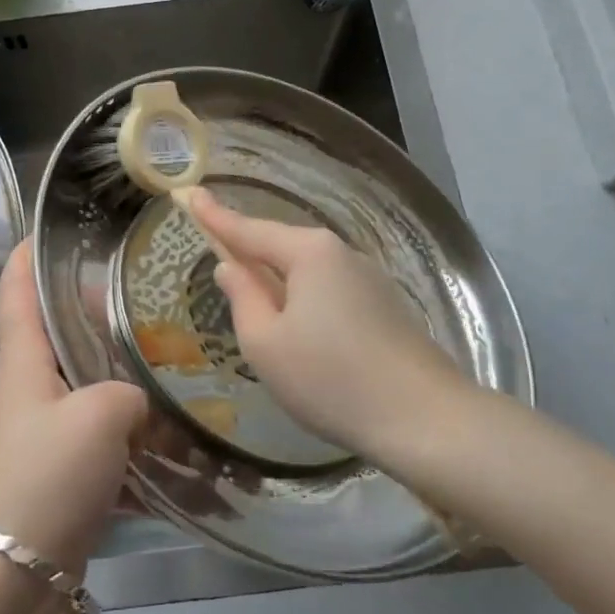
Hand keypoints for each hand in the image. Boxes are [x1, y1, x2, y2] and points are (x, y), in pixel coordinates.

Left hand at [0, 242, 148, 578]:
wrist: (10, 575)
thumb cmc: (45, 478)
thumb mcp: (99, 417)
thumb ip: (129, 394)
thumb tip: (139, 404)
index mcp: (24, 360)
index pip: (16, 289)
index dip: (28, 254)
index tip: (55, 227)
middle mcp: (30, 387)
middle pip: (59, 331)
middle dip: (96, 310)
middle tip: (147, 297)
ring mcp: (45, 430)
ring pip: (87, 383)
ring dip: (121, 373)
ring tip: (171, 359)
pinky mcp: (62, 470)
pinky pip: (102, 435)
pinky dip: (132, 432)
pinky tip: (174, 437)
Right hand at [180, 187, 471, 461]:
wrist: (425, 419)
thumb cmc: (330, 378)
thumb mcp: (265, 343)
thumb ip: (242, 297)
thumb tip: (230, 267)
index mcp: (308, 253)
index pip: (248, 229)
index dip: (214, 216)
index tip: (189, 193)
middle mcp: (341, 253)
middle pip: (281, 248)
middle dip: (250, 254)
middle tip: (218, 259)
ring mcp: (369, 278)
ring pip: (307, 272)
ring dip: (279, 283)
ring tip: (259, 314)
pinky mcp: (385, 306)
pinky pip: (330, 291)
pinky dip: (305, 301)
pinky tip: (303, 335)